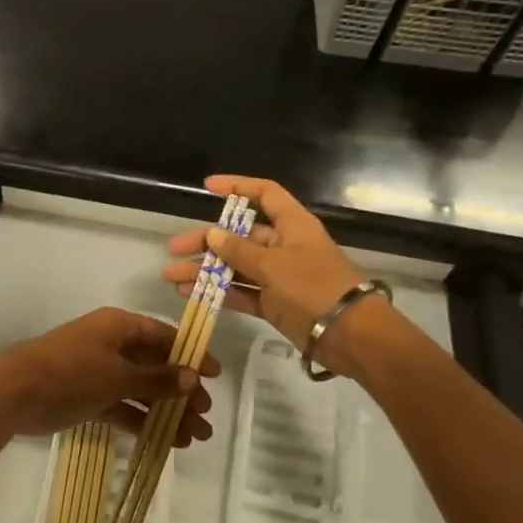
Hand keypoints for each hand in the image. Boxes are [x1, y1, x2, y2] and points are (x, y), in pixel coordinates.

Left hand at [0, 307, 219, 445]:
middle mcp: (111, 345)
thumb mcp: (117, 375)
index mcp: (119, 326)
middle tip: (204, 416)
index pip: (163, 336)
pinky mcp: (89, 397)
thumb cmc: (70, 373)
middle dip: (181, 390)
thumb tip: (192, 377)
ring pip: (141, 390)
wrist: (15, 394)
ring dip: (166, 411)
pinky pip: (124, 407)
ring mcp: (99, 372)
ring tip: (195, 437)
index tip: (214, 376)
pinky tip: (167, 441)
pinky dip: (143, 421)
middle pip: (155, 365)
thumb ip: (156, 379)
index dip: (190, 355)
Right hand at [164, 175, 369, 366]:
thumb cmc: (315, 287)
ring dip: (204, 271)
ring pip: (235, 267)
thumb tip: (212, 233)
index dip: (237, 187)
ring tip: (171, 278)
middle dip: (205, 241)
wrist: (350, 336)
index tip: (208, 187)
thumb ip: (239, 251)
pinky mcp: (274, 303)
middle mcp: (283, 246)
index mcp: (292, 225)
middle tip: (174, 250)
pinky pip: (240, 292)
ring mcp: (278, 276)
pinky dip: (218, 293)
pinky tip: (190, 294)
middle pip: (239, 235)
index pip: (264, 194)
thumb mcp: (274, 265)